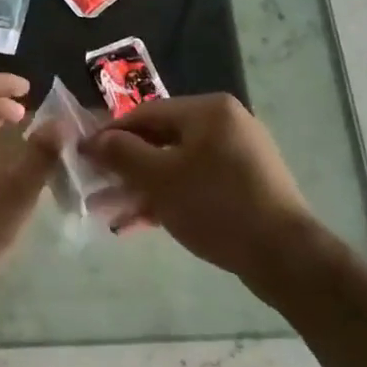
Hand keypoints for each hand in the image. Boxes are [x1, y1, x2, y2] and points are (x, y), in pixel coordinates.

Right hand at [81, 94, 327, 289]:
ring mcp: (237, 155)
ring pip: (175, 165)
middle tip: (94, 188)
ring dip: (141, 187)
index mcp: (208, 111)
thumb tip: (93, 140)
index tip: (82, 156)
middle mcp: (225, 124)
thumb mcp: (160, 179)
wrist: (284, 255)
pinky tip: (139, 222)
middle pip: (160, 139)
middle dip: (124, 166)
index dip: (110, 134)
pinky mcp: (243, 185)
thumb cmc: (216, 206)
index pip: (145, 113)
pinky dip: (167, 197)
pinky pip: (194, 183)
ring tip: (109, 211)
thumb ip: (123, 154)